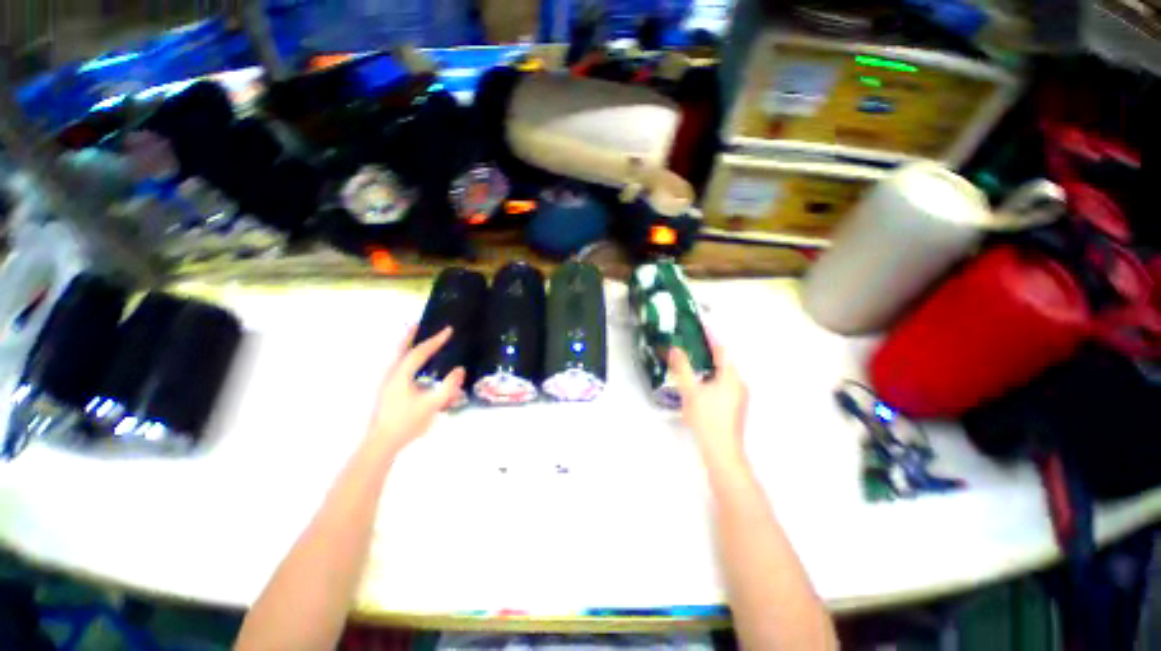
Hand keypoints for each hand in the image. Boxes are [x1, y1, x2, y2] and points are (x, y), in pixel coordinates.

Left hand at [367, 327, 465, 451]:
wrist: (382, 443)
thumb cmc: (406, 423)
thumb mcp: (432, 405)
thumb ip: (448, 387)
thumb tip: (460, 369)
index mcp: (401, 375)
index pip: (420, 352)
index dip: (435, 340)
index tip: (448, 330)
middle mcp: (391, 374)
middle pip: (401, 349)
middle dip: (411, 335)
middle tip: (420, 323)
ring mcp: (387, 382)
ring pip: (398, 357)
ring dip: (407, 345)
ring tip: (416, 338)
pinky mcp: (387, 391)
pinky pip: (398, 366)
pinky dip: (406, 357)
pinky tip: (413, 365)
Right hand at [669, 339, 748, 468]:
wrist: (722, 451)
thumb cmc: (707, 418)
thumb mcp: (690, 391)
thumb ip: (682, 368)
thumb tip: (676, 349)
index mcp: (731, 376)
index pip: (722, 350)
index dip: (710, 337)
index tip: (700, 327)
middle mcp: (739, 384)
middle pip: (724, 362)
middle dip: (708, 353)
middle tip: (690, 346)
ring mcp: (739, 396)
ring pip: (723, 375)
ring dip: (709, 368)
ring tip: (691, 365)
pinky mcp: (735, 407)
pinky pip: (723, 386)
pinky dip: (712, 380)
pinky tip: (699, 387)